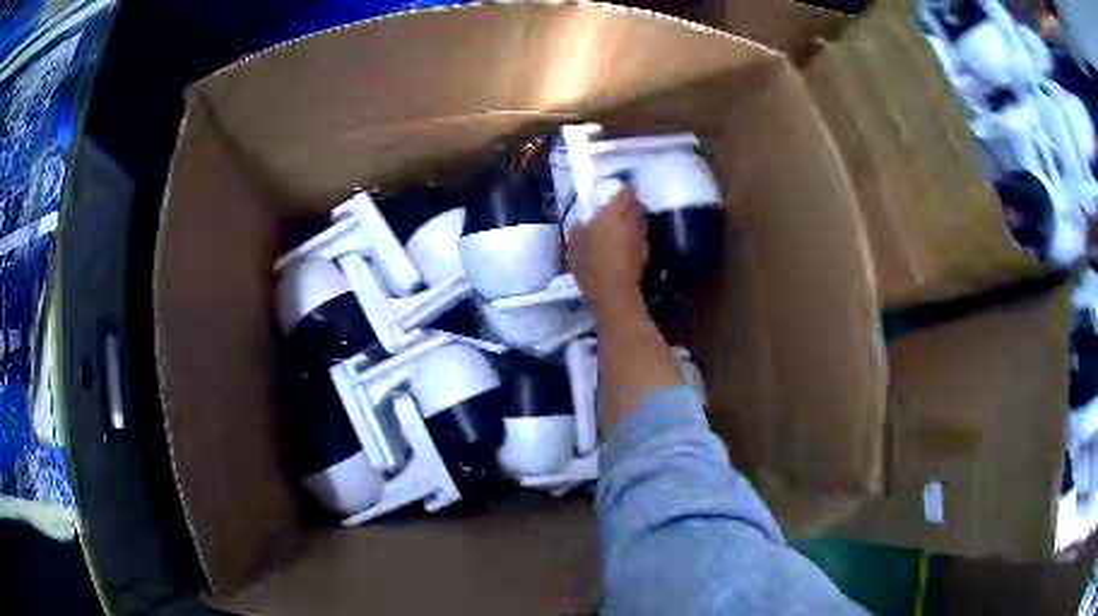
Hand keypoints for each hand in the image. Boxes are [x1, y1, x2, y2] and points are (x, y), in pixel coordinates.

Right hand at [567, 188, 648, 317]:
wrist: (614, 293)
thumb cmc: (591, 264)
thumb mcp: (573, 245)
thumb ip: (577, 230)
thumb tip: (580, 223)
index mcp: (614, 214)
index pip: (626, 193)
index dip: (623, 190)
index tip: (617, 191)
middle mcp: (632, 222)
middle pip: (638, 206)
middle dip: (631, 204)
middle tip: (619, 208)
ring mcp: (641, 239)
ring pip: (641, 222)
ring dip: (634, 221)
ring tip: (623, 226)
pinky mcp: (645, 255)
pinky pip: (641, 239)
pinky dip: (635, 238)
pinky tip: (625, 246)